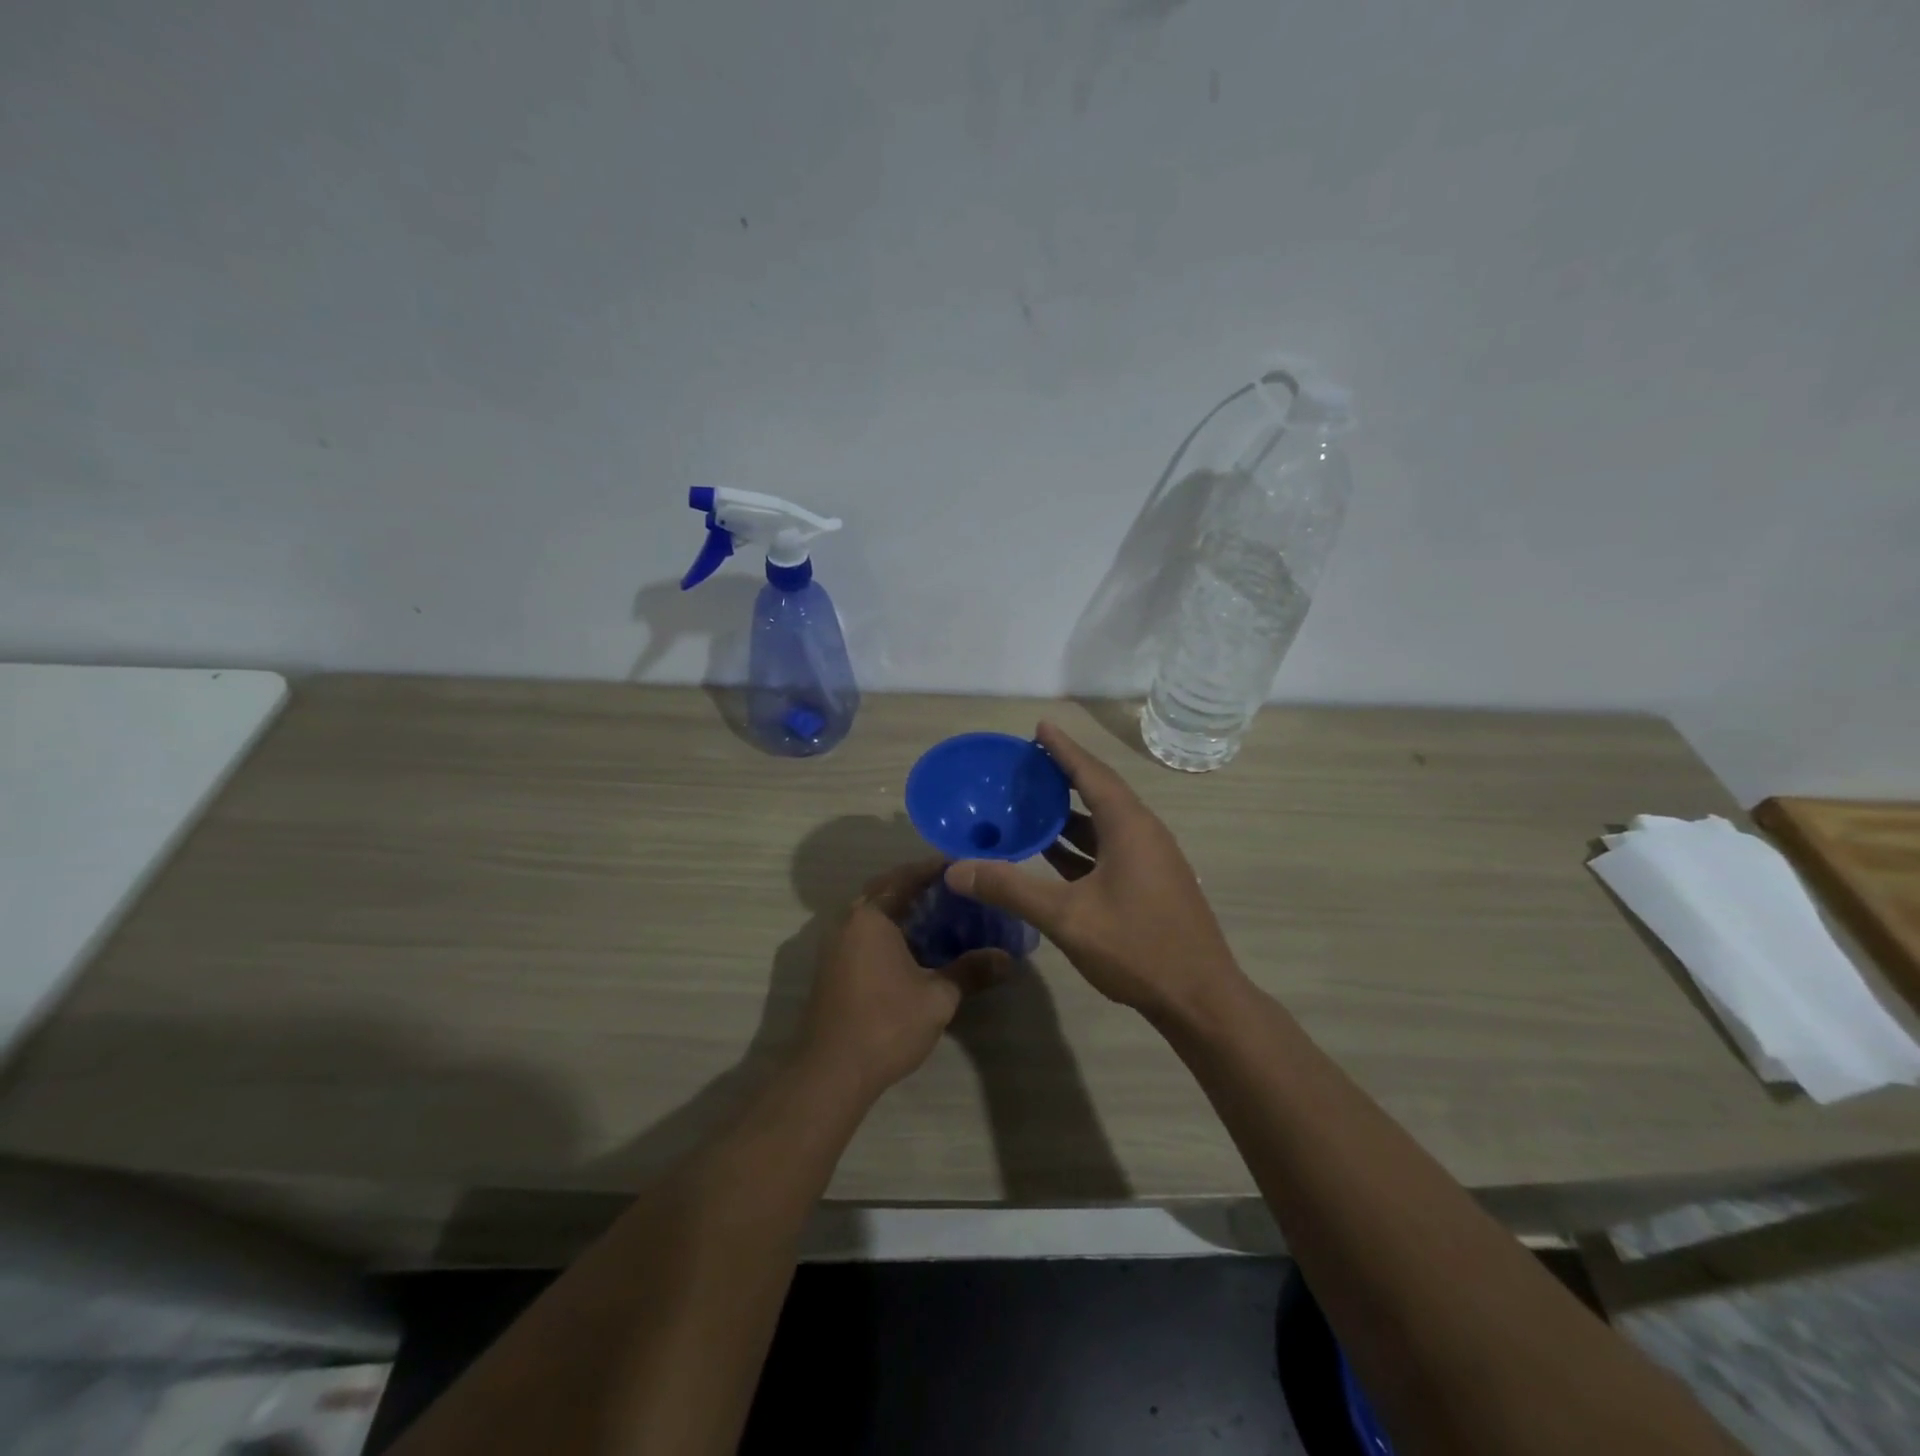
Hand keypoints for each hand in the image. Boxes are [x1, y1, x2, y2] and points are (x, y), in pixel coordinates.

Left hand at [798, 859, 1010, 1097]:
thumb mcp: (938, 998)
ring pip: (871, 911)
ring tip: (937, 913)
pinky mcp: (832, 966)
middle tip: (952, 888)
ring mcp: (835, 944)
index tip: (962, 865)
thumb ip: (971, 971)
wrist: (831, 1072)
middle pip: (884, 889)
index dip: (934, 868)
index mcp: (871, 917)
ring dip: (900, 906)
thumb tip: (1007, 959)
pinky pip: (863, 931)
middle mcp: (848, 921)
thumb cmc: (886, 1025)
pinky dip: (887, 927)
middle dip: (916, 884)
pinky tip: (912, 945)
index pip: (906, 877)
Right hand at [945, 722, 1243, 1020]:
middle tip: (1027, 764)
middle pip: (1099, 792)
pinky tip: (1052, 853)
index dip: (1063, 749)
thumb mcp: (1067, 917)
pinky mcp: (1150, 884)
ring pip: (1104, 823)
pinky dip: (1079, 844)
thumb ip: (1010, 889)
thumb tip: (956, 870)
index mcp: (1129, 827)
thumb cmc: (1137, 948)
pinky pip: (1109, 848)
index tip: (1040, 727)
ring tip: (1031, 804)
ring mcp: (1150, 860)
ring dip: (1069, 813)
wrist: (1200, 999)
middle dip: (1063, 776)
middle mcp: (1143, 833)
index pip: (1091, 773)